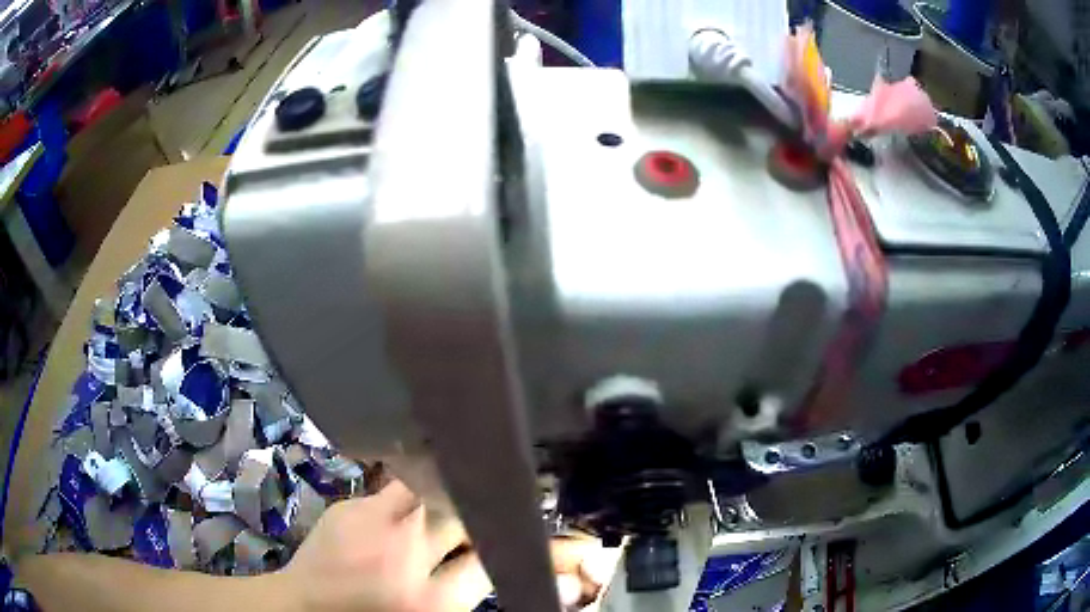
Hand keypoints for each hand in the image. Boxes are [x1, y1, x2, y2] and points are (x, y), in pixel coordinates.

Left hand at [273, 479, 621, 611]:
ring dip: (457, 487)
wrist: (302, 608)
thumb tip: (528, 572)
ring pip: (434, 488)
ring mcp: (374, 526)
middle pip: (469, 515)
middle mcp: (407, 557)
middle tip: (513, 497)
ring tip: (473, 478)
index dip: (543, 550)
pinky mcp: (351, 507)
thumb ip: (471, 589)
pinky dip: (418, 487)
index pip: (501, 562)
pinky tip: (422, 491)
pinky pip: (398, 485)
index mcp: (432, 600)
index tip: (572, 541)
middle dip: (497, 504)